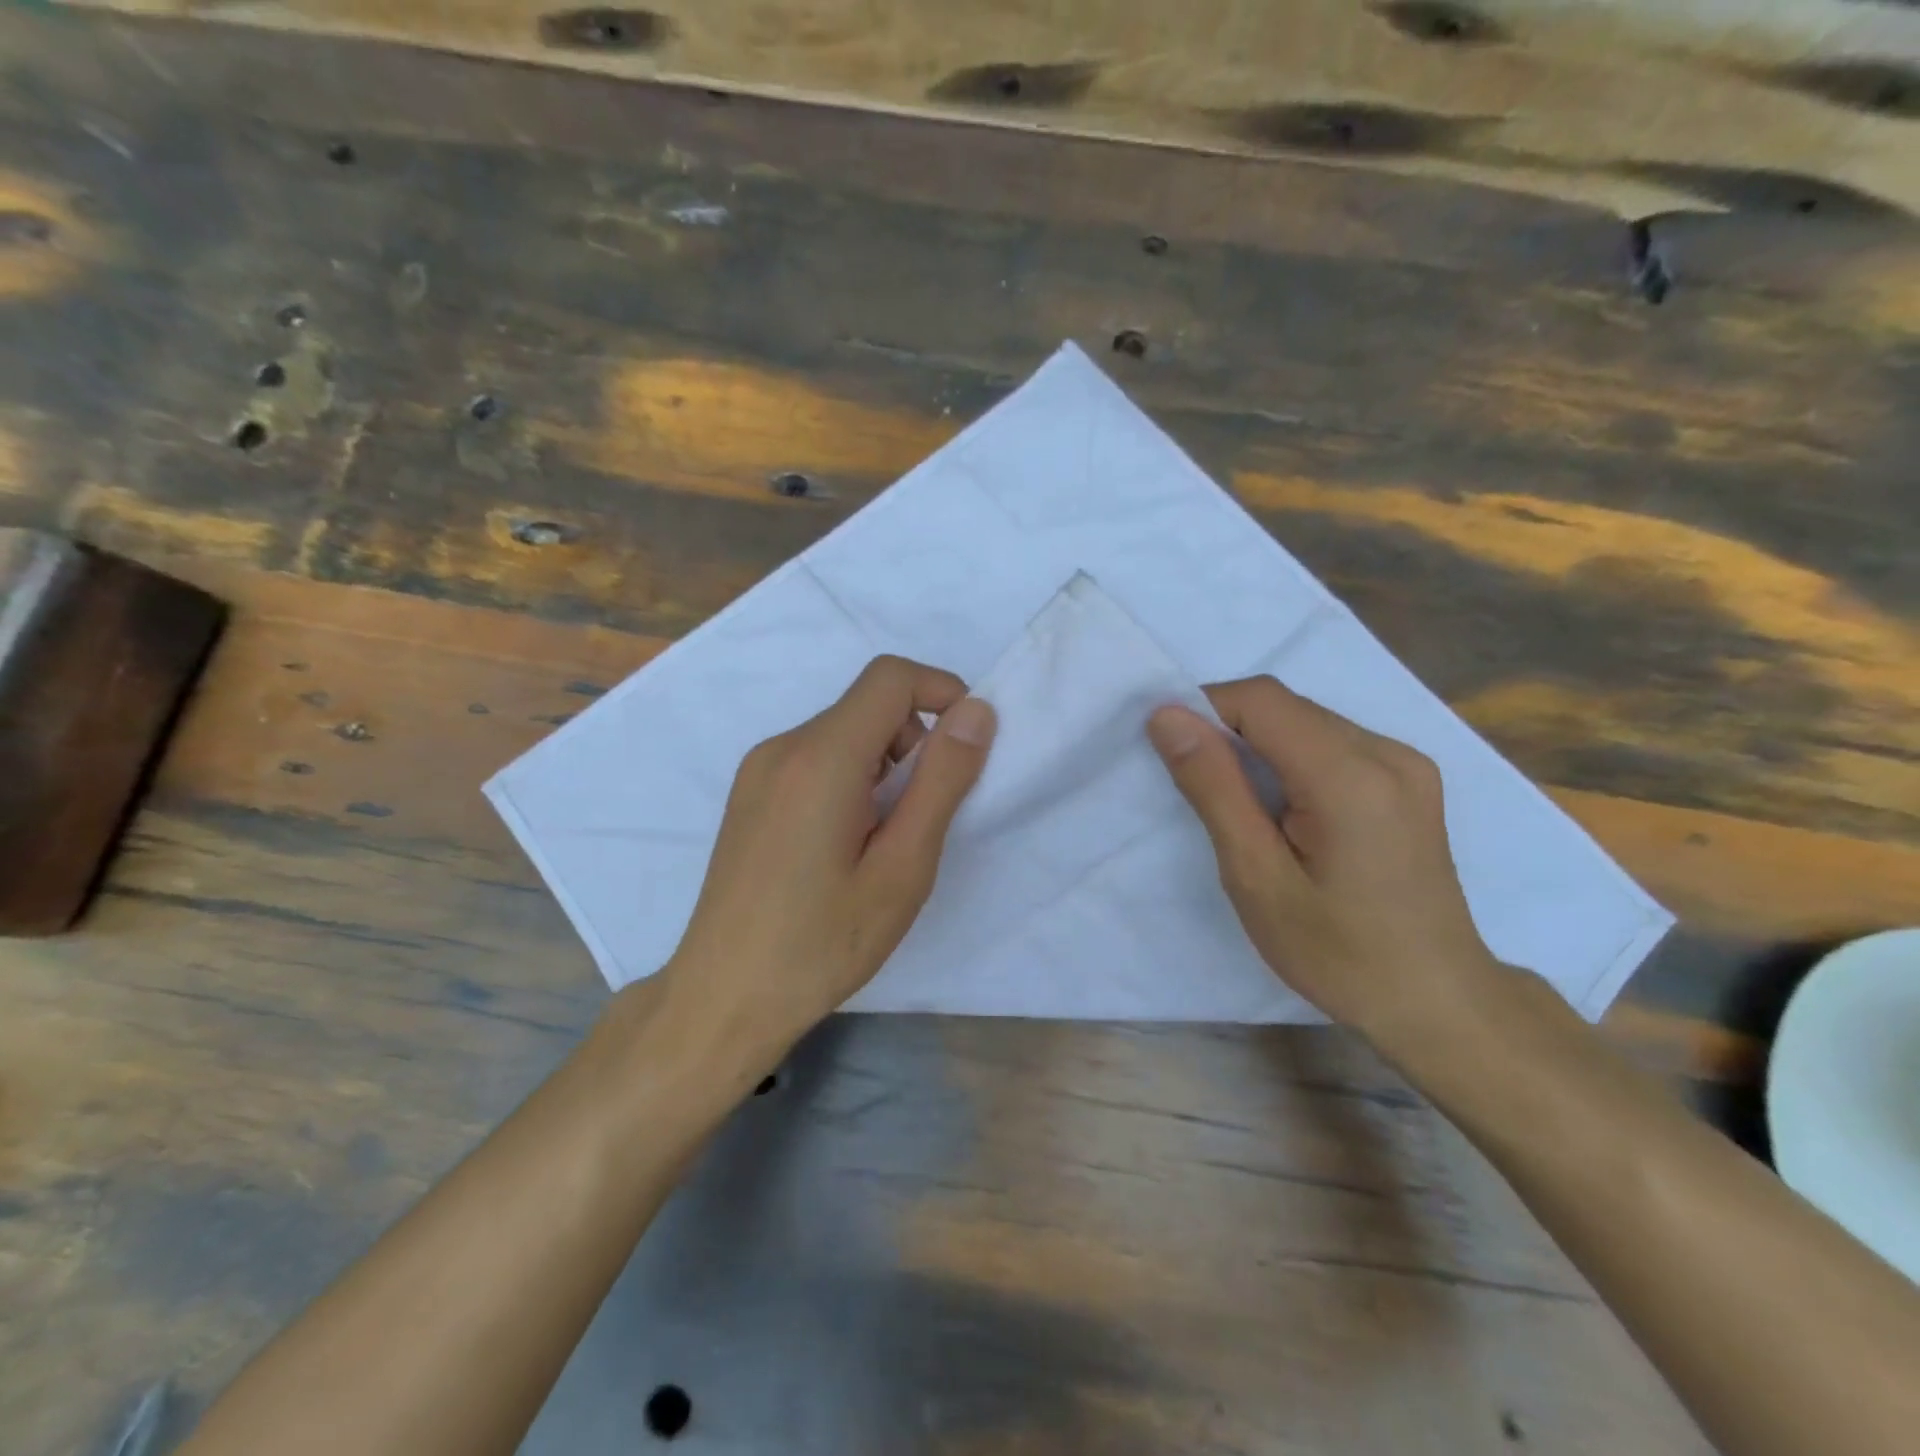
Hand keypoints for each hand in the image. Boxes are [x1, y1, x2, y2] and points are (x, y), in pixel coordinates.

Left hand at [658, 655, 994, 1067]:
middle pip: (867, 705)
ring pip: (842, 732)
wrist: (724, 997)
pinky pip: (815, 758)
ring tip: (882, 840)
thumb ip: (942, 781)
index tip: (968, 744)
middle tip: (921, 817)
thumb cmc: (823, 942)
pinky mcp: (749, 793)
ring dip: (883, 764)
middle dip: (914, 740)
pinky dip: (850, 777)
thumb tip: (976, 712)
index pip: (890, 677)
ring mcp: (758, 770)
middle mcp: (782, 747)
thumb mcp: (902, 867)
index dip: (941, 691)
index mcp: (821, 758)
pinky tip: (845, 844)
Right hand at [1147, 677, 1498, 1048]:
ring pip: (1308, 721)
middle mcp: (1388, 752)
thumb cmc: (1337, 953)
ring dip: (1260, 747)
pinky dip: (1293, 759)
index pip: (1261, 700)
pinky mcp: (1412, 781)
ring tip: (1245, 810)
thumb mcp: (1256, 876)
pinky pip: (1334, 743)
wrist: (1437, 1002)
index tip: (1174, 756)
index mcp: (1351, 776)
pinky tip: (1289, 812)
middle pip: (1287, 707)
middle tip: (1203, 792)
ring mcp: (1408, 764)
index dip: (1205, 710)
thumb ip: (1213, 787)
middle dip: (1230, 731)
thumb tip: (1168, 716)